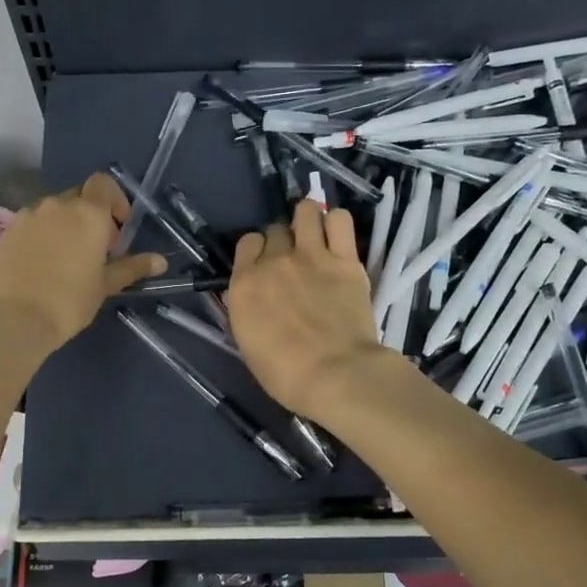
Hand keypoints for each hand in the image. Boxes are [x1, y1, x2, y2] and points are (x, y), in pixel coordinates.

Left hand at [0, 172, 166, 356]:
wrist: (14, 319)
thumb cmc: (69, 301)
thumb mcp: (105, 285)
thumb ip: (132, 267)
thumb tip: (160, 261)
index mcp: (88, 213)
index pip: (104, 183)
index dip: (115, 200)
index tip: (118, 228)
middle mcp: (57, 205)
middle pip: (79, 196)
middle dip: (91, 215)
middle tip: (95, 249)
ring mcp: (28, 215)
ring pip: (53, 210)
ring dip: (65, 224)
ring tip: (66, 258)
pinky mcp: (8, 230)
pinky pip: (32, 223)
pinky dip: (43, 234)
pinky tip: (42, 264)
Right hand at [226, 200, 385, 421]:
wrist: (335, 375)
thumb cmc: (284, 373)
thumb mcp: (248, 344)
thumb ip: (243, 310)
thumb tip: (240, 292)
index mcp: (245, 283)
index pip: (247, 242)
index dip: (257, 251)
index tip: (265, 265)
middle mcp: (274, 261)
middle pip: (275, 230)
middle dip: (282, 241)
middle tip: (294, 262)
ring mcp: (311, 255)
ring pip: (305, 212)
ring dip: (307, 220)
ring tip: (315, 237)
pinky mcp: (345, 259)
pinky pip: (339, 219)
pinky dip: (336, 222)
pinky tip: (337, 237)